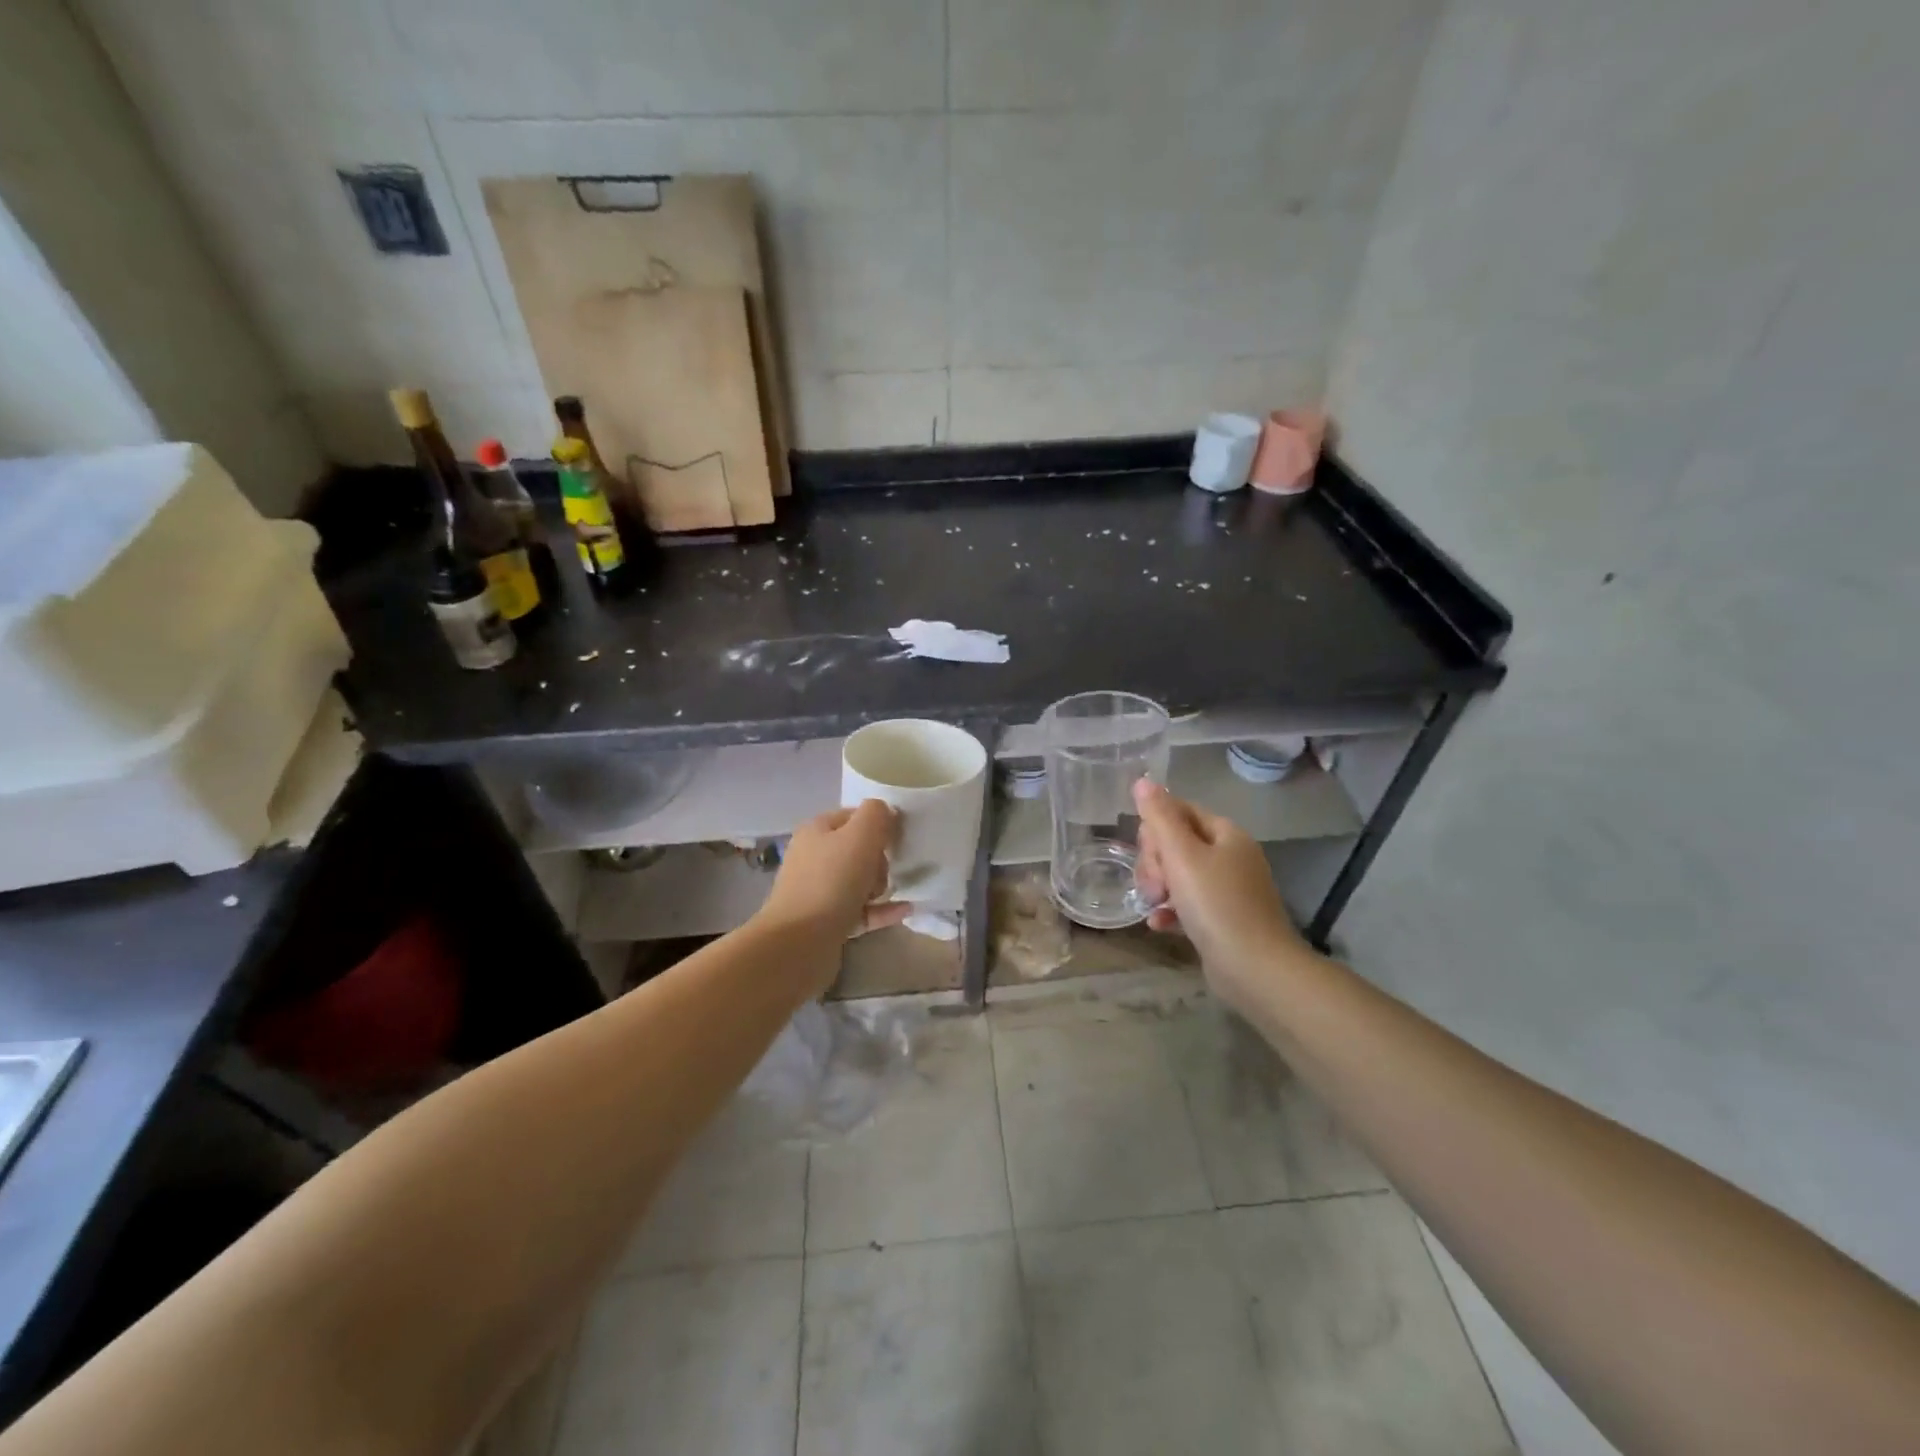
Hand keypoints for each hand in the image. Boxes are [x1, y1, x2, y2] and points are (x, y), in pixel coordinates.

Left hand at [753, 801, 910, 950]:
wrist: (799, 943)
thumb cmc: (832, 881)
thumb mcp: (860, 836)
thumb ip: (876, 814)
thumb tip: (885, 812)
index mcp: (817, 831)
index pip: (853, 816)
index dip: (878, 824)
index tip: (897, 838)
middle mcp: (814, 857)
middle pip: (858, 849)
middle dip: (880, 859)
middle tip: (886, 871)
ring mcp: (819, 891)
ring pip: (859, 881)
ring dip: (881, 885)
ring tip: (894, 892)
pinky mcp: (827, 922)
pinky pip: (862, 910)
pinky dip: (882, 910)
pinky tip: (906, 910)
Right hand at [1132, 778, 1311, 1009]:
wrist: (1256, 969)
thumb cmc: (1217, 905)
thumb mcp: (1182, 855)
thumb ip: (1159, 817)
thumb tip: (1143, 780)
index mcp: (1225, 833)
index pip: (1178, 811)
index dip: (1155, 830)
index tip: (1149, 854)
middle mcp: (1230, 856)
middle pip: (1176, 843)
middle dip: (1155, 862)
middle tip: (1154, 885)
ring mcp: (1229, 889)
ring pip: (1179, 874)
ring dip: (1158, 887)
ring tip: (1152, 905)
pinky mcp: (1223, 919)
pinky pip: (1188, 904)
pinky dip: (1171, 910)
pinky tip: (1158, 924)